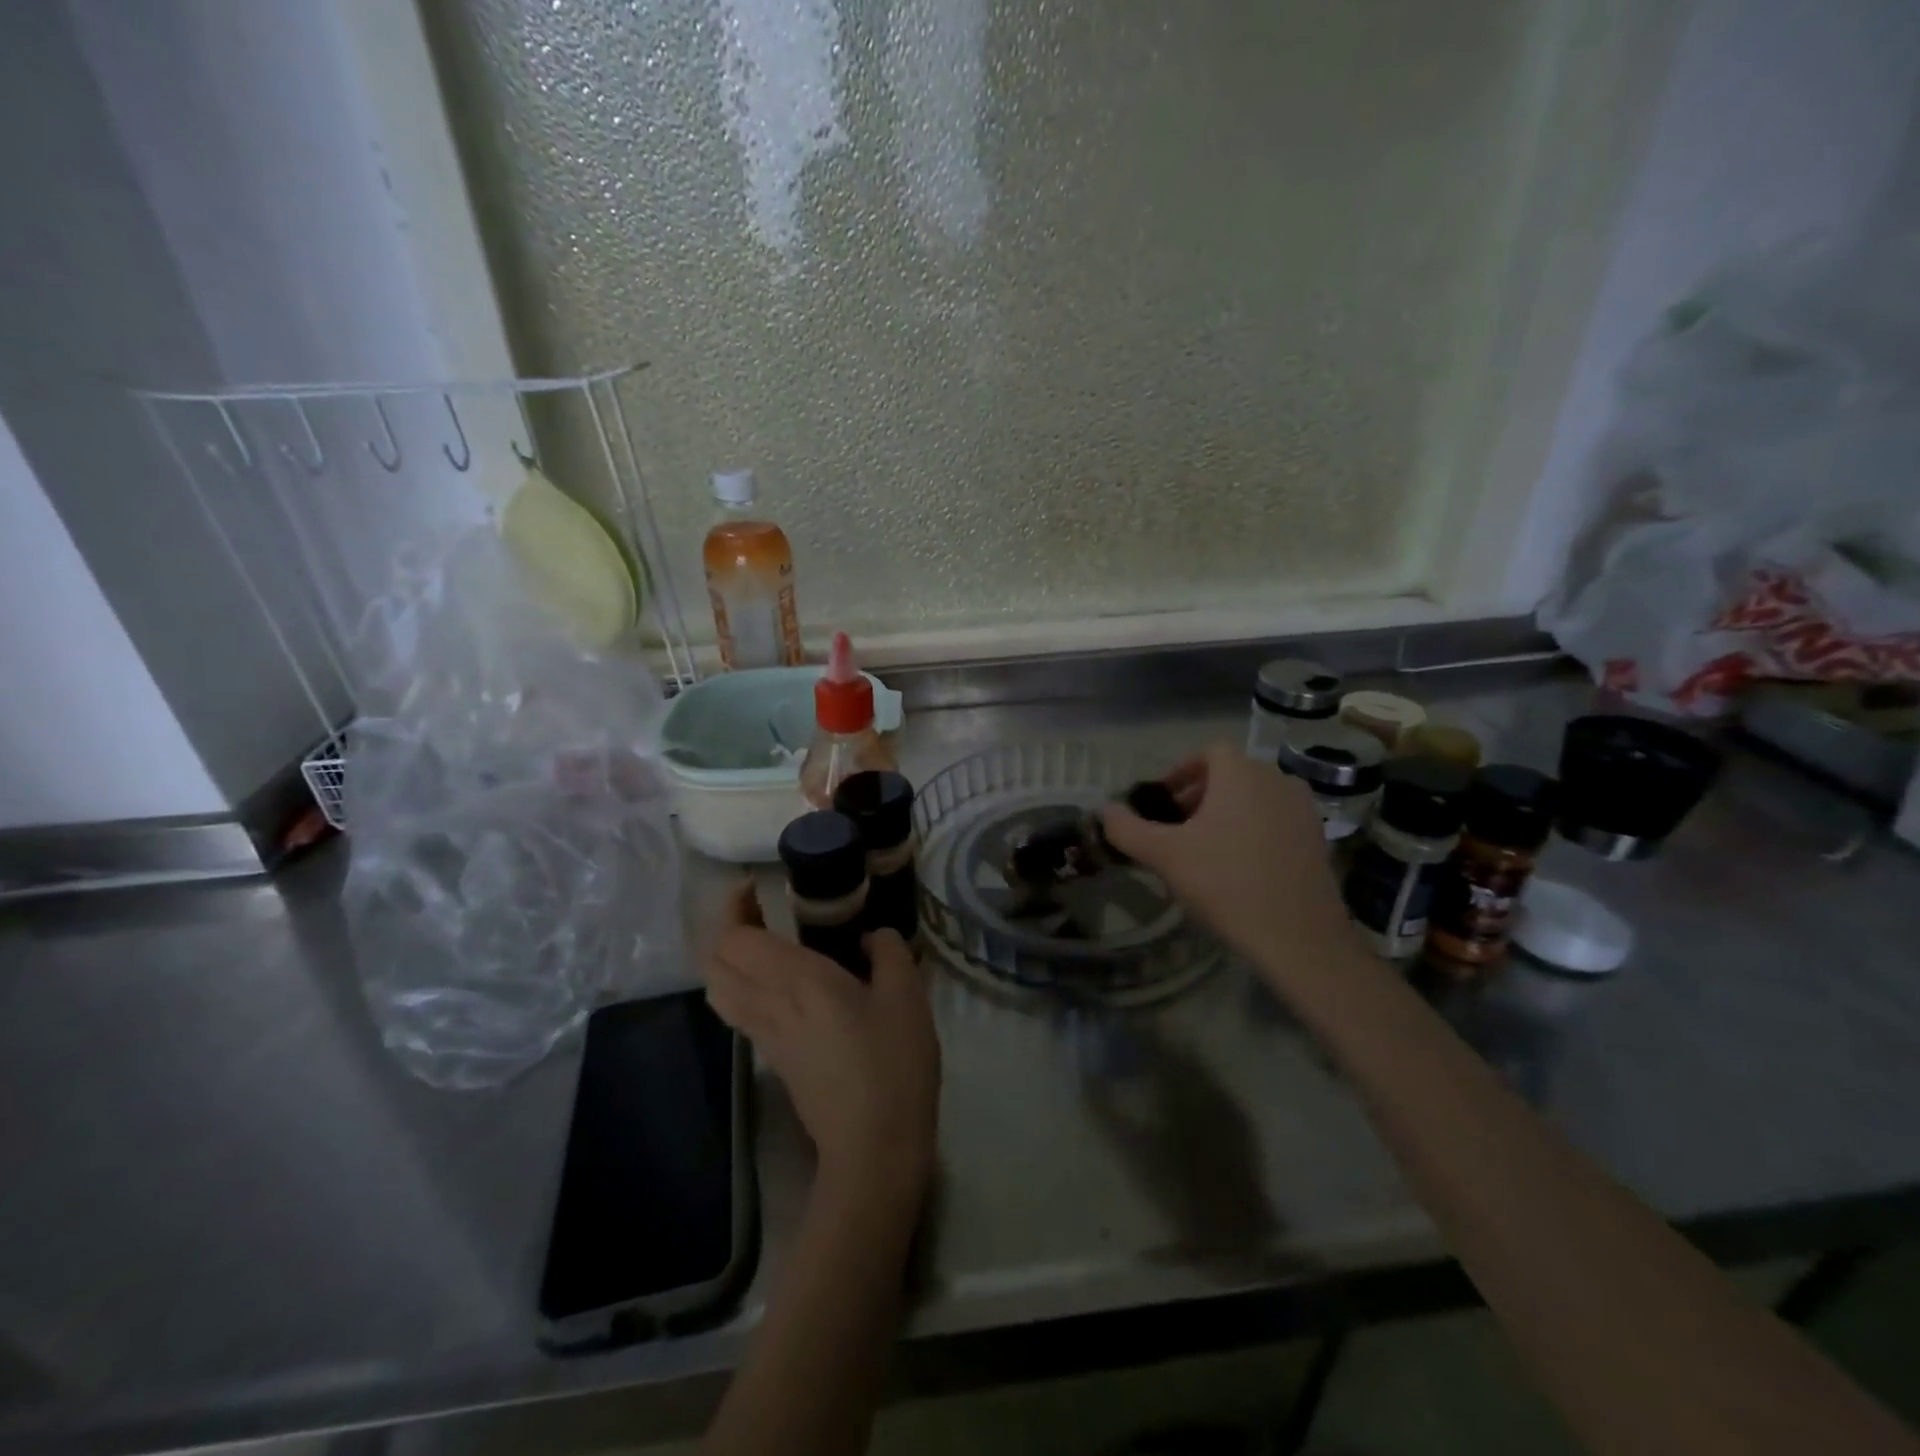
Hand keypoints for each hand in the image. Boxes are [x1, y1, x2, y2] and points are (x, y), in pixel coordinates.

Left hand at [704, 884, 940, 1210]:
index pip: (733, 938)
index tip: (755, 887)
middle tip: (760, 910)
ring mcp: (764, 1035)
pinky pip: (738, 1010)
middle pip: (713, 962)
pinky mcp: (773, 1058)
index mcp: (796, 980)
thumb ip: (888, 950)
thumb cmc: (892, 1062)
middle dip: (725, 928)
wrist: (875, 1145)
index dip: (732, 907)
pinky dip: (741, 984)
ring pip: (718, 989)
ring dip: (729, 958)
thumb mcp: (907, 994)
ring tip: (762, 941)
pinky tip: (779, 982)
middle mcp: (768, 1004)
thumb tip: (869, 937)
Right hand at [1102, 744, 1354, 985]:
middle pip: (1232, 774)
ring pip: (1255, 797)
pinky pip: (1276, 820)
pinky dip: (1254, 829)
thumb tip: (1104, 810)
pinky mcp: (1318, 839)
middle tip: (1177, 827)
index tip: (1162, 802)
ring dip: (1228, 812)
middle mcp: (1276, 779)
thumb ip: (1127, 828)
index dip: (1181, 772)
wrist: (1298, 936)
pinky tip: (1240, 866)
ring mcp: (1303, 809)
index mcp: (1241, 773)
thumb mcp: (1164, 855)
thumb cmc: (1225, 883)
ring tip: (1206, 847)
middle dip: (1200, 794)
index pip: (1208, 752)